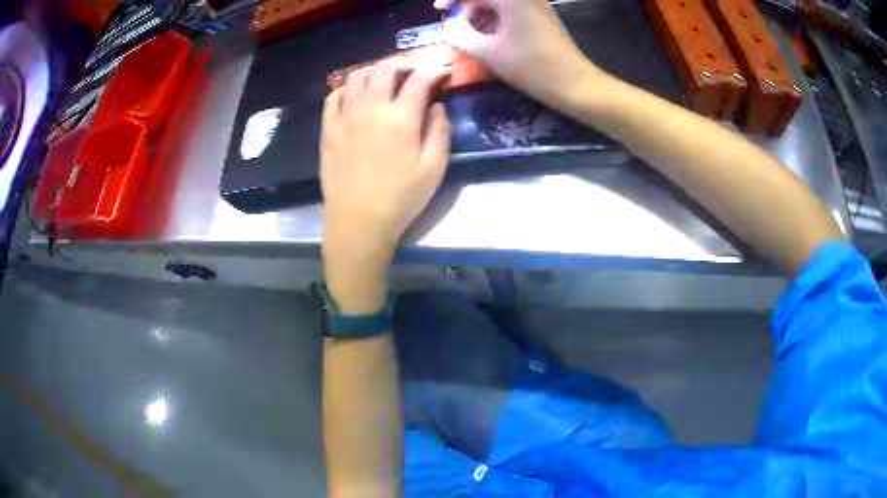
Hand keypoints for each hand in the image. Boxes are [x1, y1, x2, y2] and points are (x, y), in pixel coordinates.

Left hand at [320, 62, 450, 311]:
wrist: (358, 223)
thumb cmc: (401, 199)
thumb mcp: (434, 169)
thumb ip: (440, 131)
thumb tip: (437, 105)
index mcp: (401, 119)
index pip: (419, 79)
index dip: (434, 71)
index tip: (441, 73)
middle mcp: (371, 109)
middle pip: (385, 69)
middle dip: (404, 63)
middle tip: (414, 71)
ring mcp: (345, 117)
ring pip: (357, 76)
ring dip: (375, 70)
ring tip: (386, 79)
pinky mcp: (328, 129)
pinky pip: (334, 96)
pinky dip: (347, 87)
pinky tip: (356, 94)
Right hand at [435, 0, 601, 108]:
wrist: (574, 84)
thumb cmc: (531, 66)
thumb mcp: (488, 52)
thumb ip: (460, 36)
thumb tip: (450, 26)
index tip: (439, 9)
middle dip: (468, 9)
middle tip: (459, 30)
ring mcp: (537, 5)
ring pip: (500, 4)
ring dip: (482, 16)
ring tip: (473, 38)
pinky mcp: (543, 17)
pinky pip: (513, 11)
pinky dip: (497, 21)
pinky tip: (492, 39)